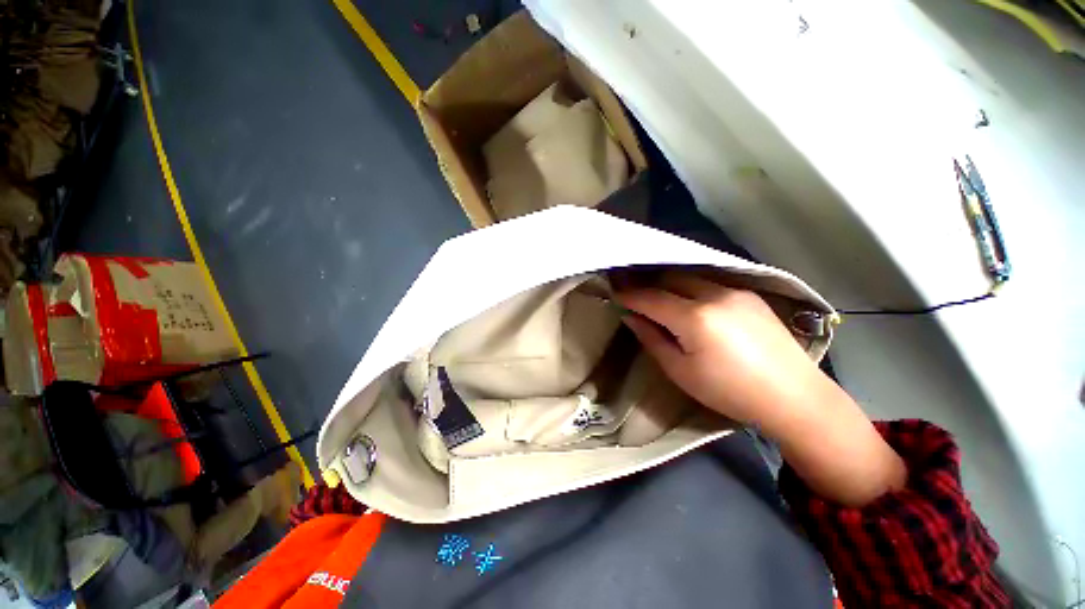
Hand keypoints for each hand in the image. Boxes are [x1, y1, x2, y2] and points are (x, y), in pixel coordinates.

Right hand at [616, 275, 818, 430]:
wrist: (793, 396)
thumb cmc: (728, 391)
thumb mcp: (680, 371)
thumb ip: (651, 338)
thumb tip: (631, 316)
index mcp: (695, 317)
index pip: (650, 298)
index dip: (629, 294)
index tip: (613, 292)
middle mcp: (714, 294)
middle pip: (669, 277)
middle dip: (648, 283)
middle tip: (633, 292)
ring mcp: (735, 291)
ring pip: (690, 276)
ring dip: (669, 283)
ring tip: (657, 294)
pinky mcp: (749, 294)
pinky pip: (710, 282)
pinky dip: (691, 287)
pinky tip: (689, 300)